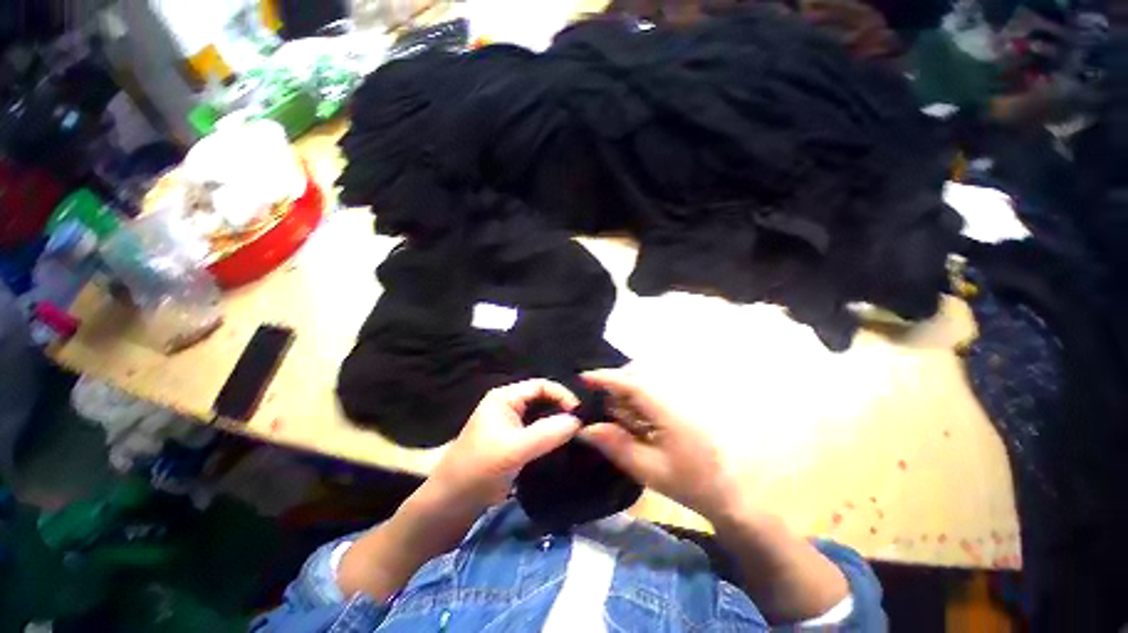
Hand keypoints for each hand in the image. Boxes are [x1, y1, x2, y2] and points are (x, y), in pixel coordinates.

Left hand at [427, 379, 581, 512]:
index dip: (563, 395)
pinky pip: (537, 434)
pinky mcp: (512, 444)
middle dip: (562, 410)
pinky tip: (564, 447)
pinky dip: (551, 438)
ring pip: (541, 417)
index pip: (541, 385)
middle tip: (584, 425)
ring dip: (558, 425)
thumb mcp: (513, 450)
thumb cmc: (477, 471)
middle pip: (543, 400)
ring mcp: (510, 425)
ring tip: (580, 435)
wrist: (448, 507)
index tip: (581, 414)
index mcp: (505, 397)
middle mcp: (508, 406)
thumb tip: (578, 420)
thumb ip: (547, 433)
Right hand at [579, 367, 745, 521]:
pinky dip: (643, 392)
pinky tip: (643, 416)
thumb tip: (586, 428)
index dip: (604, 378)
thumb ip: (616, 445)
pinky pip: (659, 385)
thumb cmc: (693, 482)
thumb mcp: (650, 469)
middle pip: (638, 372)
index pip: (629, 383)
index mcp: (666, 407)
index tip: (582, 378)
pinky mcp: (690, 399)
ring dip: (630, 387)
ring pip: (648, 376)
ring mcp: (685, 393)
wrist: (738, 491)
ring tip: (625, 415)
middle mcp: (675, 392)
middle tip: (606, 406)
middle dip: (617, 382)